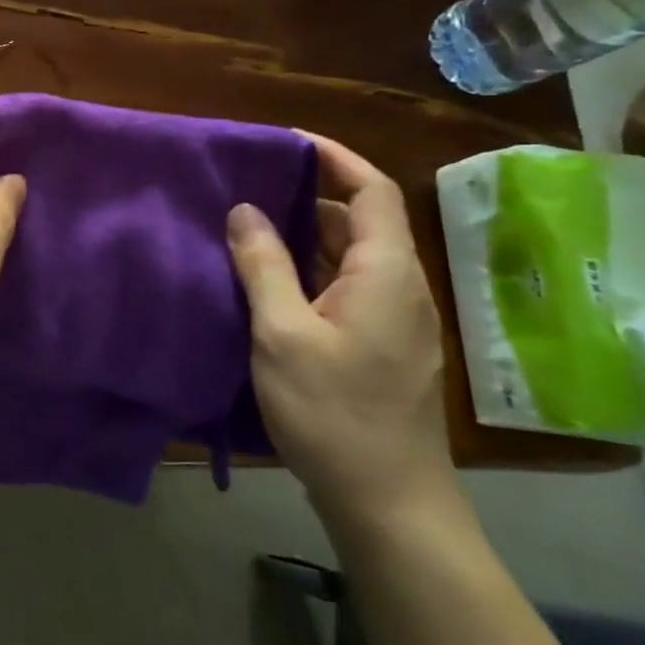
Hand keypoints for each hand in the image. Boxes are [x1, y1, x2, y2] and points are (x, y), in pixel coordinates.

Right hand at [226, 132, 458, 535]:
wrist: (388, 502)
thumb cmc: (334, 412)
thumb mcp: (282, 333)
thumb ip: (264, 265)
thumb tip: (245, 209)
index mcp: (386, 273)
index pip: (373, 190)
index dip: (335, 157)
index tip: (286, 142)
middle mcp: (400, 288)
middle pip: (362, 220)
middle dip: (310, 194)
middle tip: (250, 185)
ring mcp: (395, 321)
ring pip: (353, 256)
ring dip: (307, 234)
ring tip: (249, 226)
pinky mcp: (381, 346)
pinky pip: (348, 287)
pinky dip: (311, 269)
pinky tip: (269, 281)